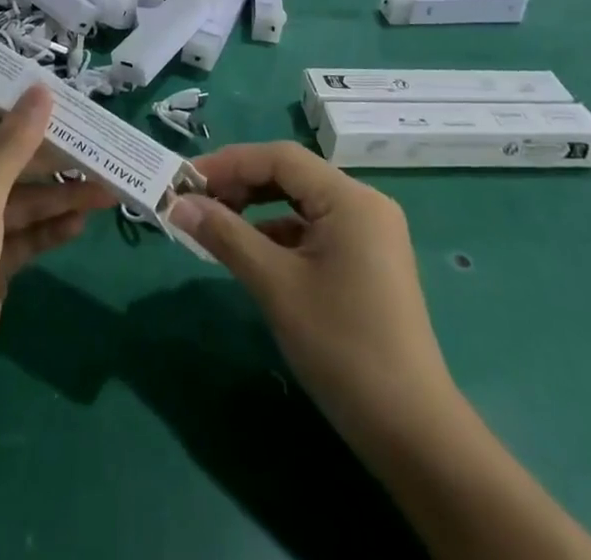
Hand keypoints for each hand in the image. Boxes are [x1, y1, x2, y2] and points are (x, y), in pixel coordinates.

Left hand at [0, 87, 115, 426]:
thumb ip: (14, 143)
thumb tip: (40, 89)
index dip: (15, 106)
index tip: (59, 95)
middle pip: (7, 160)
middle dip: (50, 156)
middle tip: (96, 145)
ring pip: (22, 200)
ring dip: (59, 196)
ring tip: (106, 189)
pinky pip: (24, 236)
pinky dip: (49, 229)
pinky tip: (81, 224)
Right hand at [169, 143, 453, 447]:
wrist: (412, 433)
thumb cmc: (341, 347)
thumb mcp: (275, 286)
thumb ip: (225, 235)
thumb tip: (178, 204)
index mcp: (350, 198)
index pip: (280, 158)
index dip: (229, 162)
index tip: (186, 181)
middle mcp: (364, 204)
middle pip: (291, 175)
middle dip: (241, 184)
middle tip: (196, 203)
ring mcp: (369, 233)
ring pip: (301, 203)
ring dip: (257, 210)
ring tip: (216, 226)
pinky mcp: (367, 261)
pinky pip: (314, 230)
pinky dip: (279, 235)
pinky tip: (251, 254)